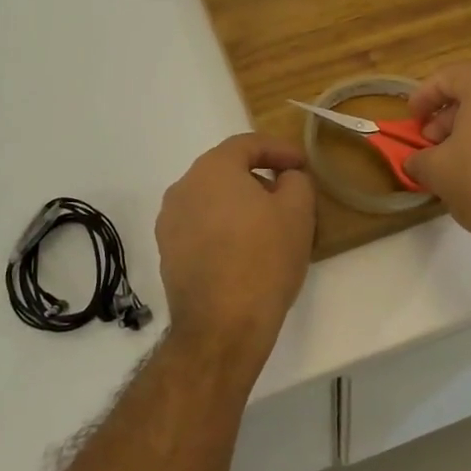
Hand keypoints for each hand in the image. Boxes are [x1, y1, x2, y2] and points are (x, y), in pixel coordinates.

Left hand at [155, 135, 315, 359]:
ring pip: (211, 199)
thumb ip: (296, 181)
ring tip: (267, 225)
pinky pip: (200, 226)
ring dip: (239, 203)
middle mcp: (183, 188)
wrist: (222, 326)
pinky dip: (222, 227)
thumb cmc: (264, 260)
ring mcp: (170, 222)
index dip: (279, 149)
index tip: (302, 164)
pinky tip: (244, 250)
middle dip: (259, 176)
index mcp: (212, 169)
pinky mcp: (168, 252)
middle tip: (288, 193)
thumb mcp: (298, 213)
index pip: (247, 144)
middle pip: (226, 170)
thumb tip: (285, 177)